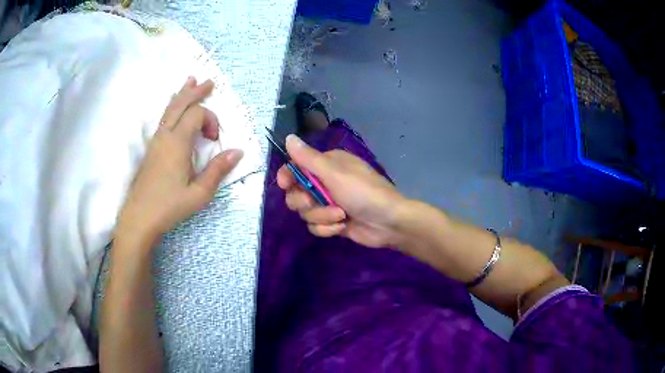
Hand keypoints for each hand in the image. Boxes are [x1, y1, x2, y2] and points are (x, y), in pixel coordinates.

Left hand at [116, 77, 242, 242]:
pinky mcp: (151, 149)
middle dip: (196, 92)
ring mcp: (155, 141)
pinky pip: (163, 119)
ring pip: (169, 109)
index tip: (214, 139)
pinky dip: (172, 107)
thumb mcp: (199, 193)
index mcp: (178, 143)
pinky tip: (174, 108)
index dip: (210, 119)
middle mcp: (165, 136)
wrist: (139, 217)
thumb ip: (217, 170)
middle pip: (181, 104)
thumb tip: (237, 151)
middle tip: (209, 82)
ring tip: (190, 81)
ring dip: (182, 95)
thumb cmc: (169, 206)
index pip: (196, 114)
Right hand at [277, 134, 406, 247]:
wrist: (388, 222)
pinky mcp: (332, 222)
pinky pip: (315, 226)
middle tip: (314, 201)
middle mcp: (324, 183)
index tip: (284, 184)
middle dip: (305, 201)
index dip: (287, 176)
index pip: (296, 167)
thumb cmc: (363, 192)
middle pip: (295, 193)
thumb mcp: (334, 173)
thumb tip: (289, 137)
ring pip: (305, 212)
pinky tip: (342, 226)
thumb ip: (308, 158)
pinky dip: (327, 228)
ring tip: (340, 215)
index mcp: (326, 165)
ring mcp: (328, 204)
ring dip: (321, 216)